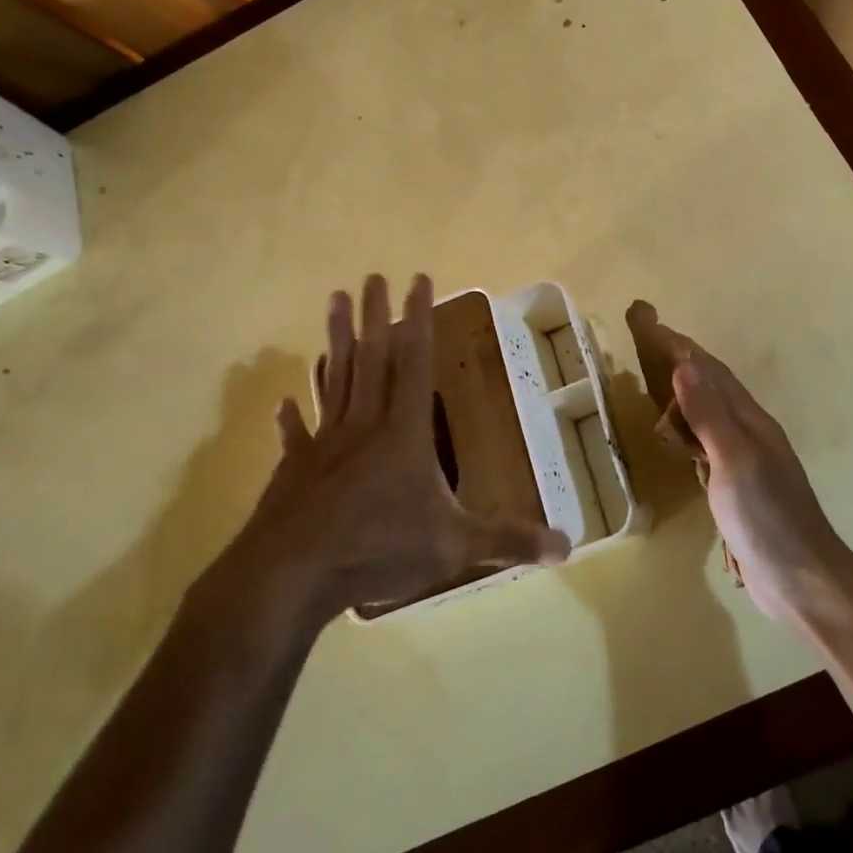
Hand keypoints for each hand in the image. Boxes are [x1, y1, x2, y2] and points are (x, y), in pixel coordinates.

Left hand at [201, 274, 570, 641]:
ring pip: (334, 379)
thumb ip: (508, 541)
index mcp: (404, 432)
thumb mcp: (454, 546)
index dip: (419, 320)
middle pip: (371, 358)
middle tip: (372, 276)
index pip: (414, 362)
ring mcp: (325, 445)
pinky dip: (292, 418)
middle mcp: (364, 425)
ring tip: (332, 302)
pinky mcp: (295, 470)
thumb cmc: (378, 549)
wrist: (290, 577)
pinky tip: (283, 401)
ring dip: (335, 340)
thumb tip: (569, 546)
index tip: (418, 280)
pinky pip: (296, 435)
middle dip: (374, 314)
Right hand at [632, 308, 852, 625]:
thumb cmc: (767, 517)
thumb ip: (709, 415)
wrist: (803, 580)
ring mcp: (745, 463)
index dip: (680, 346)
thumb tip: (684, 364)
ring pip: (708, 416)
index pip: (710, 371)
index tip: (650, 322)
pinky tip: (679, 440)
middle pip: (710, 387)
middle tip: (646, 341)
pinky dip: (688, 432)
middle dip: (679, 362)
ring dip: (683, 396)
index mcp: (749, 421)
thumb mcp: (734, 461)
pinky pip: (706, 446)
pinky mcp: (738, 490)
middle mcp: (748, 434)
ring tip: (656, 383)